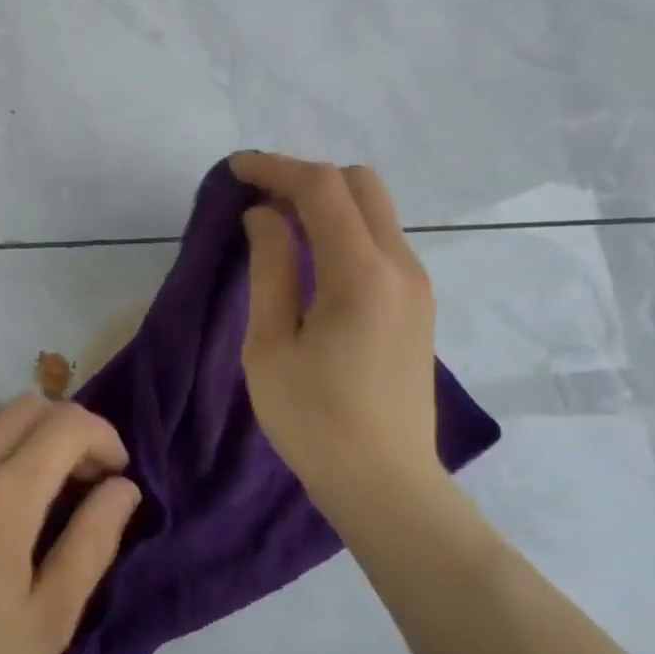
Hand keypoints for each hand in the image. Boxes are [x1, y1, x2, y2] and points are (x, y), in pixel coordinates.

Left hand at [0, 396, 141, 653]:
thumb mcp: (50, 617)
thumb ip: (95, 541)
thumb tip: (123, 488)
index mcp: (5, 493)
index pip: (70, 424)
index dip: (104, 437)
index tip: (114, 473)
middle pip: (32, 406)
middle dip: (68, 430)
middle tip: (78, 478)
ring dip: (24, 435)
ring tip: (29, 483)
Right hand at [230, 152, 445, 510]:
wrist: (386, 485)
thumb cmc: (314, 422)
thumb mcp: (270, 346)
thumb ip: (270, 269)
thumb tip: (264, 216)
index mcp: (361, 273)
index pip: (321, 188)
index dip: (275, 167)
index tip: (236, 169)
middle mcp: (400, 265)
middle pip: (360, 183)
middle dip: (306, 177)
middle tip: (259, 198)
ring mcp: (417, 284)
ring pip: (375, 209)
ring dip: (327, 202)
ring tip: (279, 226)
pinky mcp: (418, 304)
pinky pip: (381, 240)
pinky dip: (344, 229)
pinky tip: (311, 258)